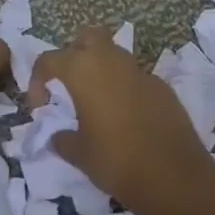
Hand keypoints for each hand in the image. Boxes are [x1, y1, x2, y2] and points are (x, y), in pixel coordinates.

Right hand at [29, 25, 214, 214]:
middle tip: (70, 85)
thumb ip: (62, 139)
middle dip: (75, 54)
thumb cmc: (117, 161)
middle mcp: (111, 61)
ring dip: (101, 70)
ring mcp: (141, 71)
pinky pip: (135, 77)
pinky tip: (126, 118)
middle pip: (87, 37)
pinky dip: (125, 88)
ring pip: (114, 55)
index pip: (49, 59)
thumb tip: (58, 135)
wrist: (176, 177)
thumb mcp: (79, 154)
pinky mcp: (162, 87)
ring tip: (97, 103)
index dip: (38, 80)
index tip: (41, 108)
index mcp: (83, 70)